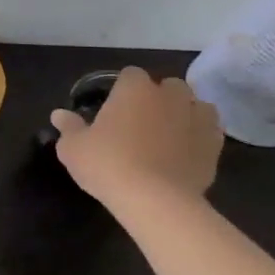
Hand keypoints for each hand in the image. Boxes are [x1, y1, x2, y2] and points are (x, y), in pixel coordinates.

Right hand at [50, 66, 222, 207]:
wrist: (155, 200)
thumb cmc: (107, 164)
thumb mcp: (73, 147)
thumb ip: (69, 127)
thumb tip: (59, 114)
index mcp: (134, 89)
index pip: (131, 74)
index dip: (122, 87)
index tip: (114, 106)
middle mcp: (170, 97)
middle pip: (169, 85)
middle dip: (159, 96)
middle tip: (141, 119)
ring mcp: (197, 119)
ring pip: (197, 105)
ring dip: (185, 112)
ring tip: (169, 132)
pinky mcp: (215, 145)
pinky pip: (210, 131)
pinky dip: (199, 135)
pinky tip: (185, 150)